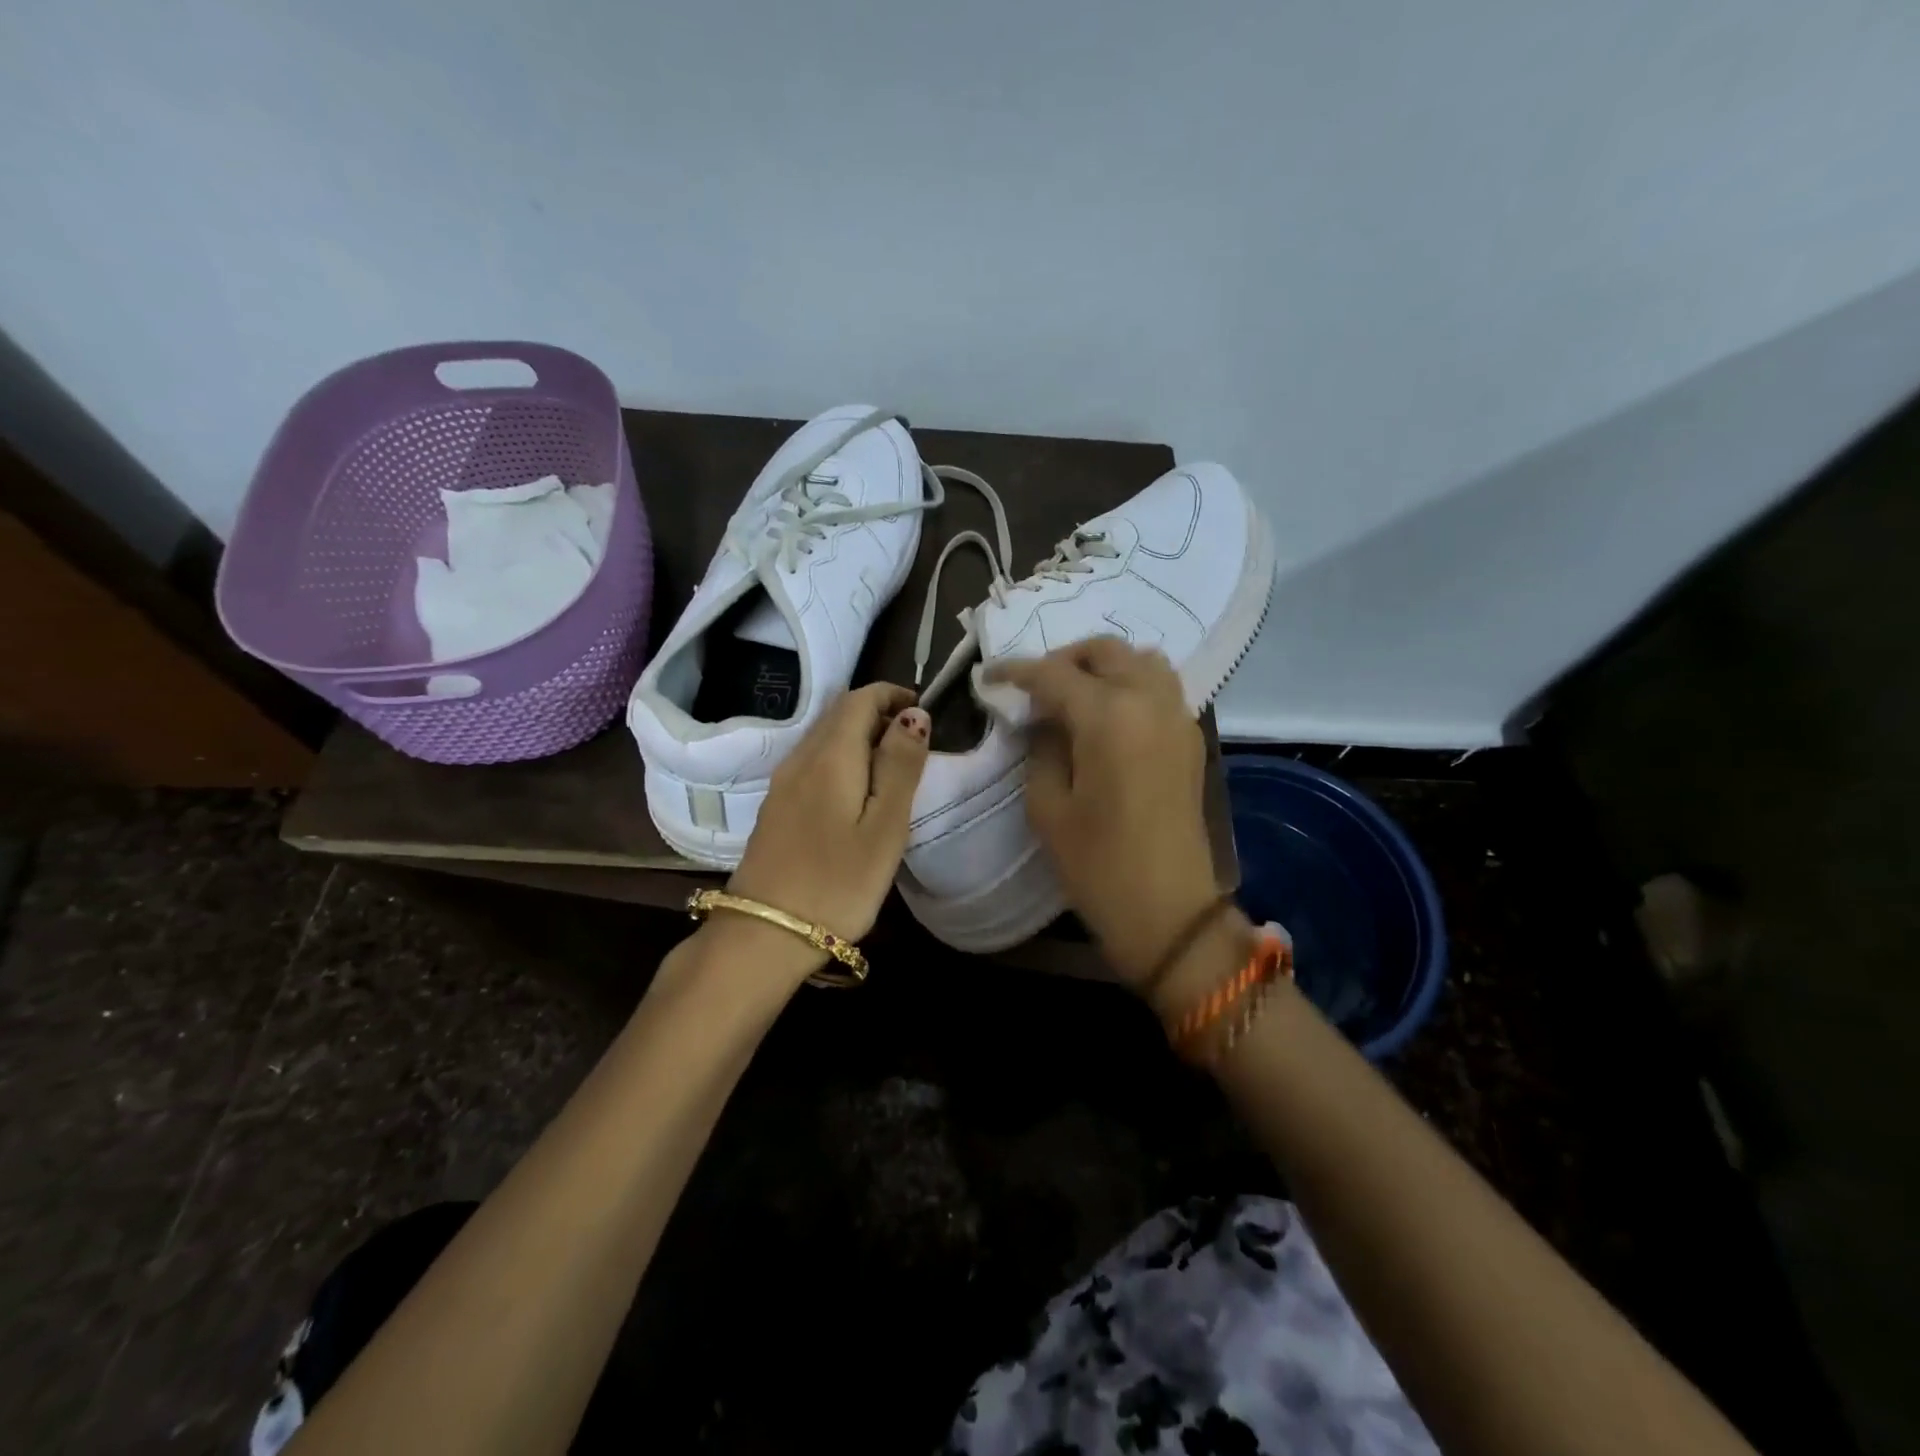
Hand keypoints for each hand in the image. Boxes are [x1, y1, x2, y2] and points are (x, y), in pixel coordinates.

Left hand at [723, 683, 930, 973]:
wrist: (763, 934)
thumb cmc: (837, 882)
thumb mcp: (885, 826)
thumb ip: (901, 766)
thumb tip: (914, 715)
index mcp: (830, 755)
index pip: (860, 698)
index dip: (893, 695)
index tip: (924, 711)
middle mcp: (800, 758)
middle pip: (839, 713)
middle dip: (879, 713)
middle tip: (915, 741)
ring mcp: (782, 784)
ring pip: (825, 738)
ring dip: (860, 736)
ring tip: (893, 767)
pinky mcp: (776, 808)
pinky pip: (813, 763)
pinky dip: (842, 759)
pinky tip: (858, 794)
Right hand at [987, 640, 1223, 991]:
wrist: (1169, 911)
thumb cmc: (1098, 864)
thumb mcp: (1048, 806)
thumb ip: (1041, 748)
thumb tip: (1044, 720)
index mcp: (1109, 715)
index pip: (1054, 673)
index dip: (1016, 671)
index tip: (989, 675)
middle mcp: (1149, 701)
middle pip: (1105, 651)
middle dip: (1064, 659)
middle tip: (1035, 686)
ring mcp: (1178, 717)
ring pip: (1141, 660)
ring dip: (1104, 665)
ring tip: (1075, 694)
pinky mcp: (1191, 738)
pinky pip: (1161, 687)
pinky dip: (1131, 683)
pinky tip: (1108, 715)